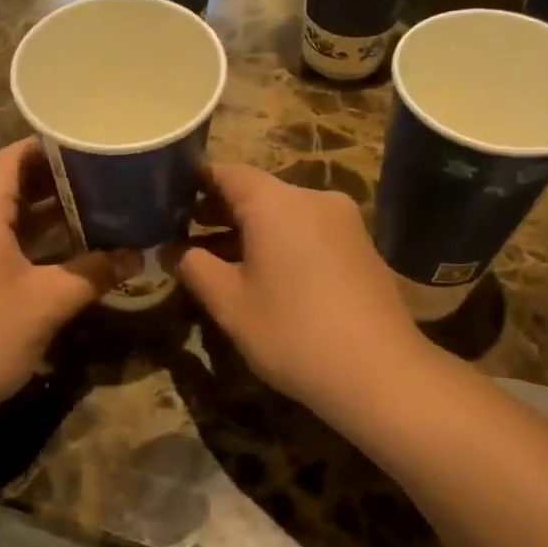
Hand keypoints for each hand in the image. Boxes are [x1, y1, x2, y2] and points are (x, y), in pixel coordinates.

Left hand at [0, 140, 135, 419]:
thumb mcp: (46, 303)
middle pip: (11, 186)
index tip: (90, 144)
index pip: (12, 158)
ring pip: (6, 220)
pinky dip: (32, 243)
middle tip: (105, 179)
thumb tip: (135, 256)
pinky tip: (66, 257)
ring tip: (95, 212)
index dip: (49, 146)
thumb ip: (93, 274)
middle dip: (57, 182)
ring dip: (47, 215)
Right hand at [176, 164, 429, 417]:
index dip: (192, 184)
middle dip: (217, 211)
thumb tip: (173, 250)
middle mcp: (312, 197)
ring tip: (215, 260)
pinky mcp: (360, 245)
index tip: (166, 203)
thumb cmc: (292, 333)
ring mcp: (342, 220)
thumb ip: (194, 267)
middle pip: (255, 191)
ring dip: (248, 230)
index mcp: (276, 202)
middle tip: (182, 235)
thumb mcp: (230, 303)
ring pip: (282, 213)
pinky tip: (263, 274)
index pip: (225, 172)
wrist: (381, 373)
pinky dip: (279, 242)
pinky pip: (307, 230)